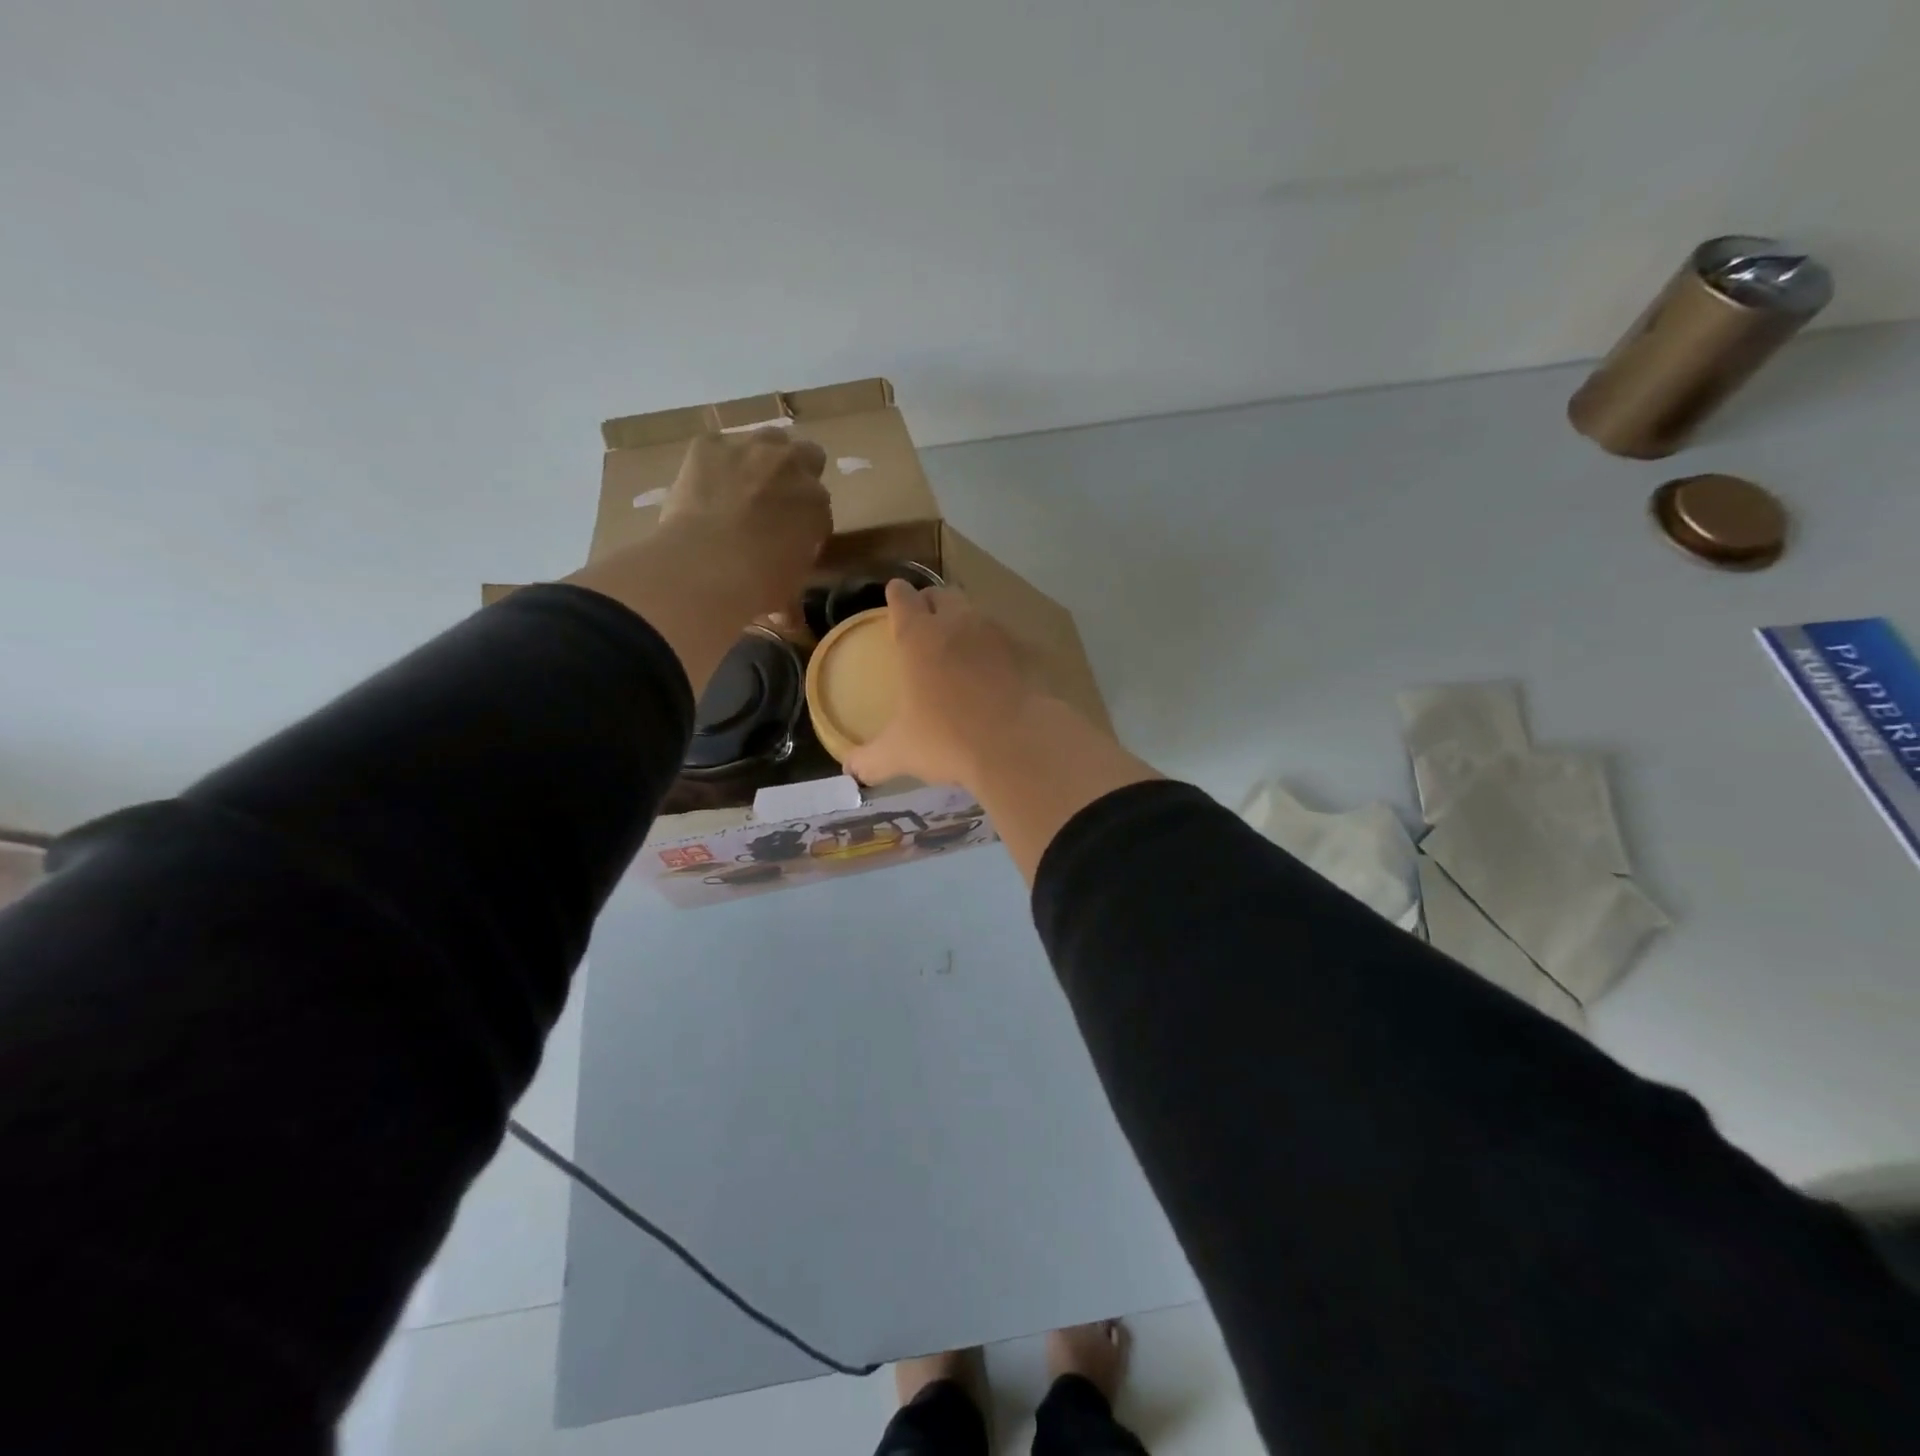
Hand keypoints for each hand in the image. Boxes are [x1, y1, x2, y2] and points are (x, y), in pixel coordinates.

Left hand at [656, 427, 832, 617]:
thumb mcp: (786, 594)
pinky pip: (717, 446)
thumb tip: (791, 623)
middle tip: (774, 503)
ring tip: (741, 486)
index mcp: (817, 503)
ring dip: (761, 458)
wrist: (707, 566)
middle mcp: (792, 466)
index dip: (805, 520)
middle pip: (806, 456)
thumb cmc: (759, 585)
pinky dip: (714, 462)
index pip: (820, 504)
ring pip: (767, 439)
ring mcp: (751, 450)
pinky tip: (704, 487)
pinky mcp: (709, 446)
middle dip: (795, 474)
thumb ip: (793, 601)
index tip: (790, 538)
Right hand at [844, 581, 1045, 788]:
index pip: (903, 598)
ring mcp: (995, 634)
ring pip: (975, 613)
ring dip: (964, 621)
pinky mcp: (1025, 652)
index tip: (895, 595)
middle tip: (925, 622)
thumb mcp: (900, 753)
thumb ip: (871, 759)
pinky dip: (994, 649)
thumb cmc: (947, 740)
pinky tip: (992, 672)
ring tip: (959, 647)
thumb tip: (851, 770)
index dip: (897, 595)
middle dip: (931, 603)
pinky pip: (1003, 640)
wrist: (1017, 744)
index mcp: (918, 637)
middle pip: (942, 595)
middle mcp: (956, 624)